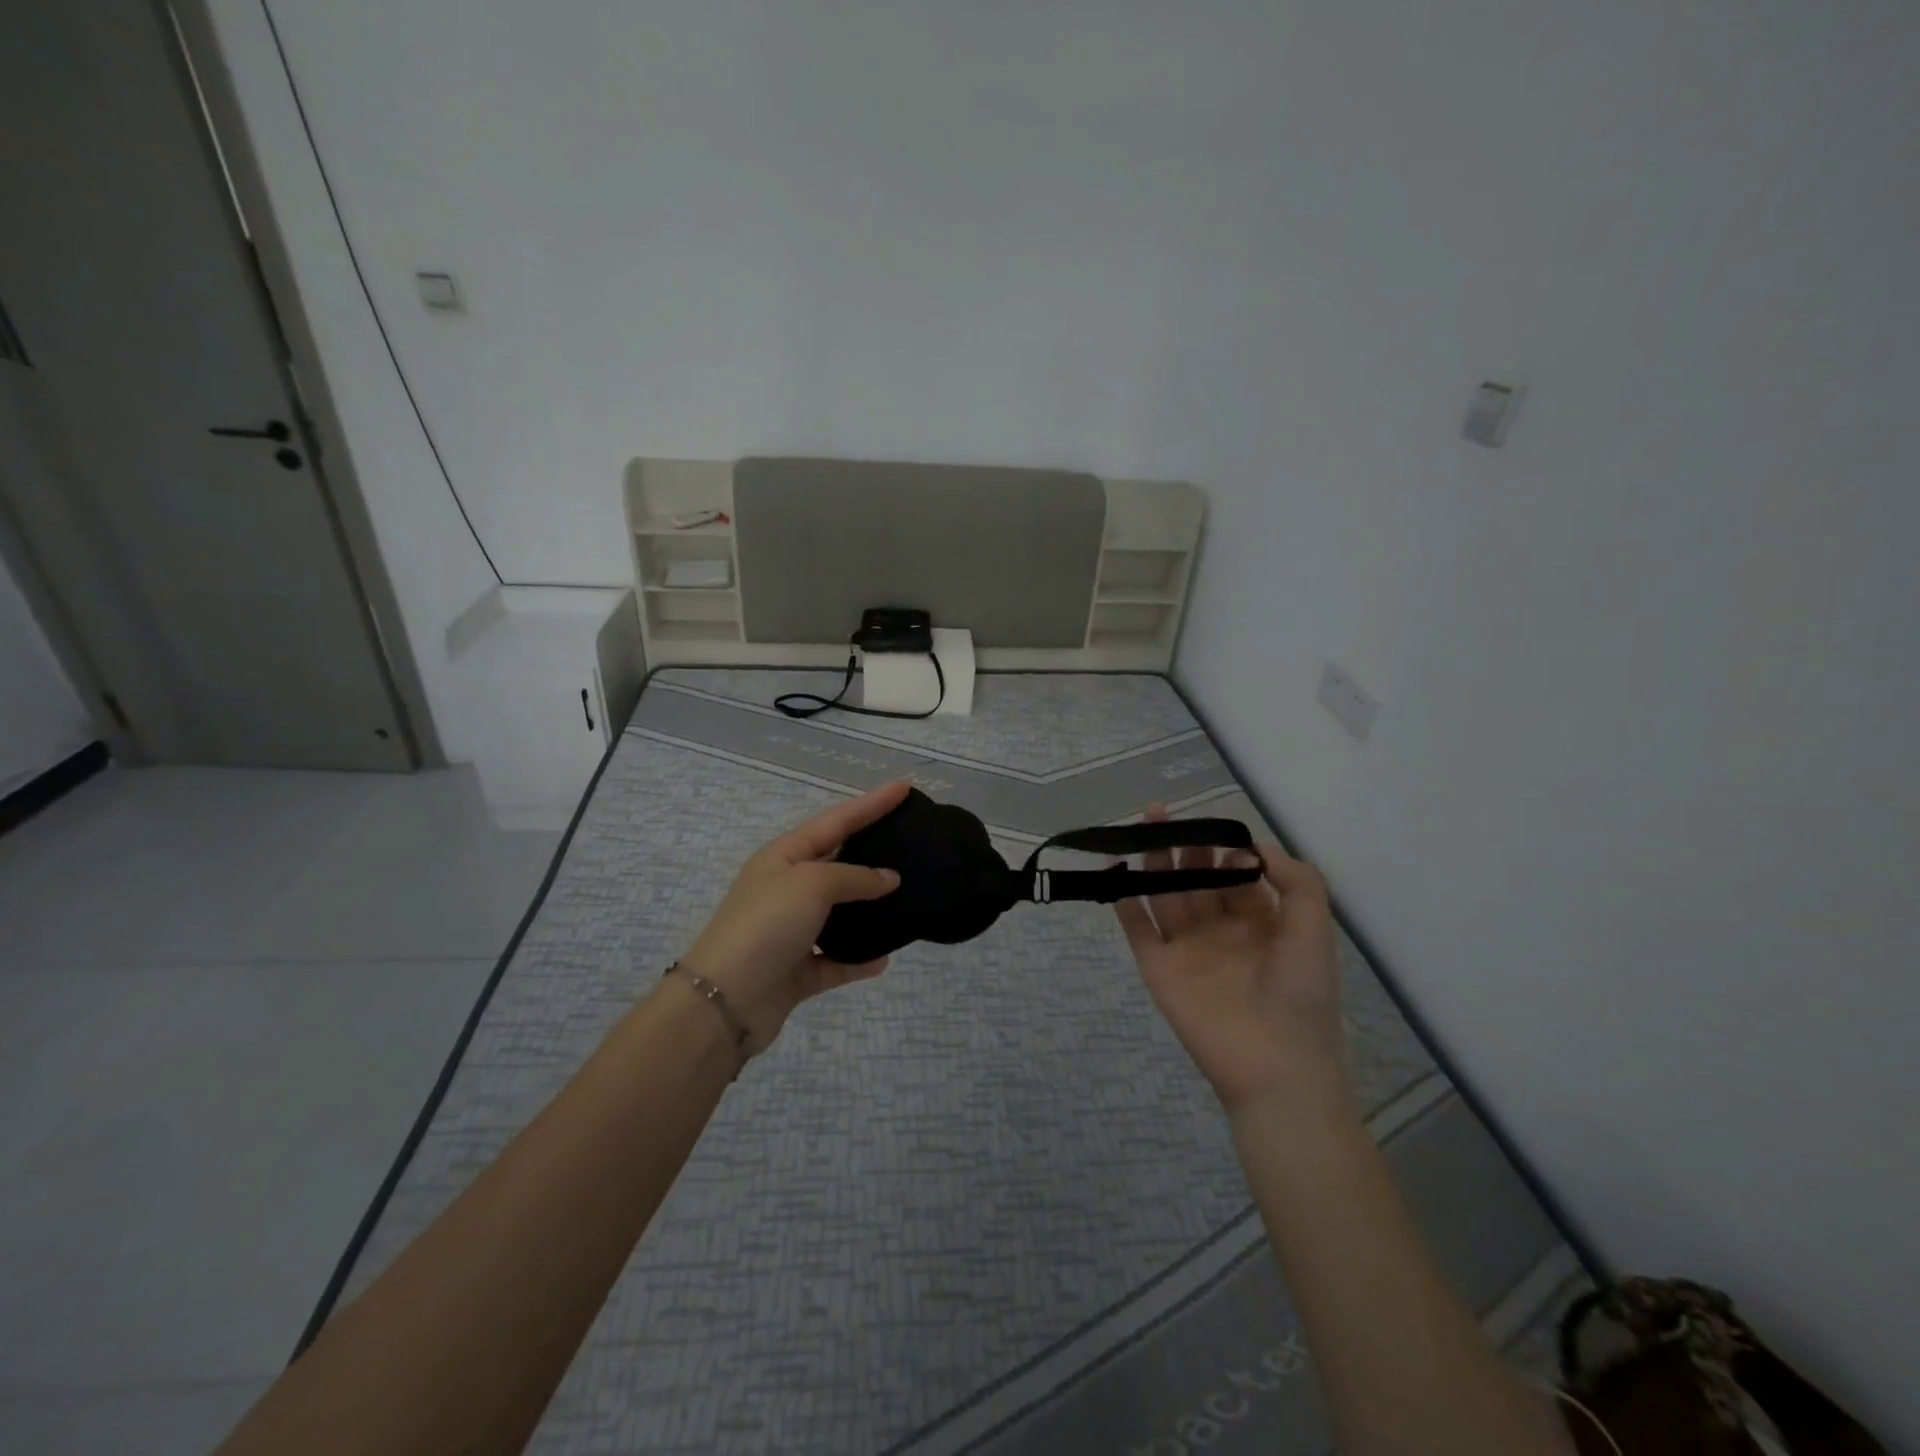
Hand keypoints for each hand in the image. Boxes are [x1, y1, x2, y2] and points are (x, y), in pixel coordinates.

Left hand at [677, 780, 907, 1047]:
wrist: (725, 1001)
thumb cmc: (767, 925)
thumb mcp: (812, 884)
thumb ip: (855, 877)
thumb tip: (888, 878)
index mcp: (784, 856)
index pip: (837, 820)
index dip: (872, 803)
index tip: (905, 786)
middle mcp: (786, 889)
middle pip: (838, 862)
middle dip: (872, 849)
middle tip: (911, 838)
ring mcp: (791, 931)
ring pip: (839, 913)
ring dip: (868, 909)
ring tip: (907, 899)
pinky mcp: (797, 971)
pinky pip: (836, 959)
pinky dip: (858, 959)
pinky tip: (884, 958)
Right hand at [1114, 805, 1346, 1110]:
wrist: (1274, 1067)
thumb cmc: (1300, 995)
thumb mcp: (1313, 929)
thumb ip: (1296, 881)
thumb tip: (1254, 846)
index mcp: (1258, 923)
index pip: (1235, 875)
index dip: (1225, 850)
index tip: (1215, 831)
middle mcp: (1219, 930)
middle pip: (1195, 878)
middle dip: (1183, 846)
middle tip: (1163, 813)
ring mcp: (1186, 948)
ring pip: (1165, 894)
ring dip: (1154, 862)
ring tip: (1143, 828)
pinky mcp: (1158, 966)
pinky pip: (1136, 926)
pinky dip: (1123, 897)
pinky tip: (1114, 867)